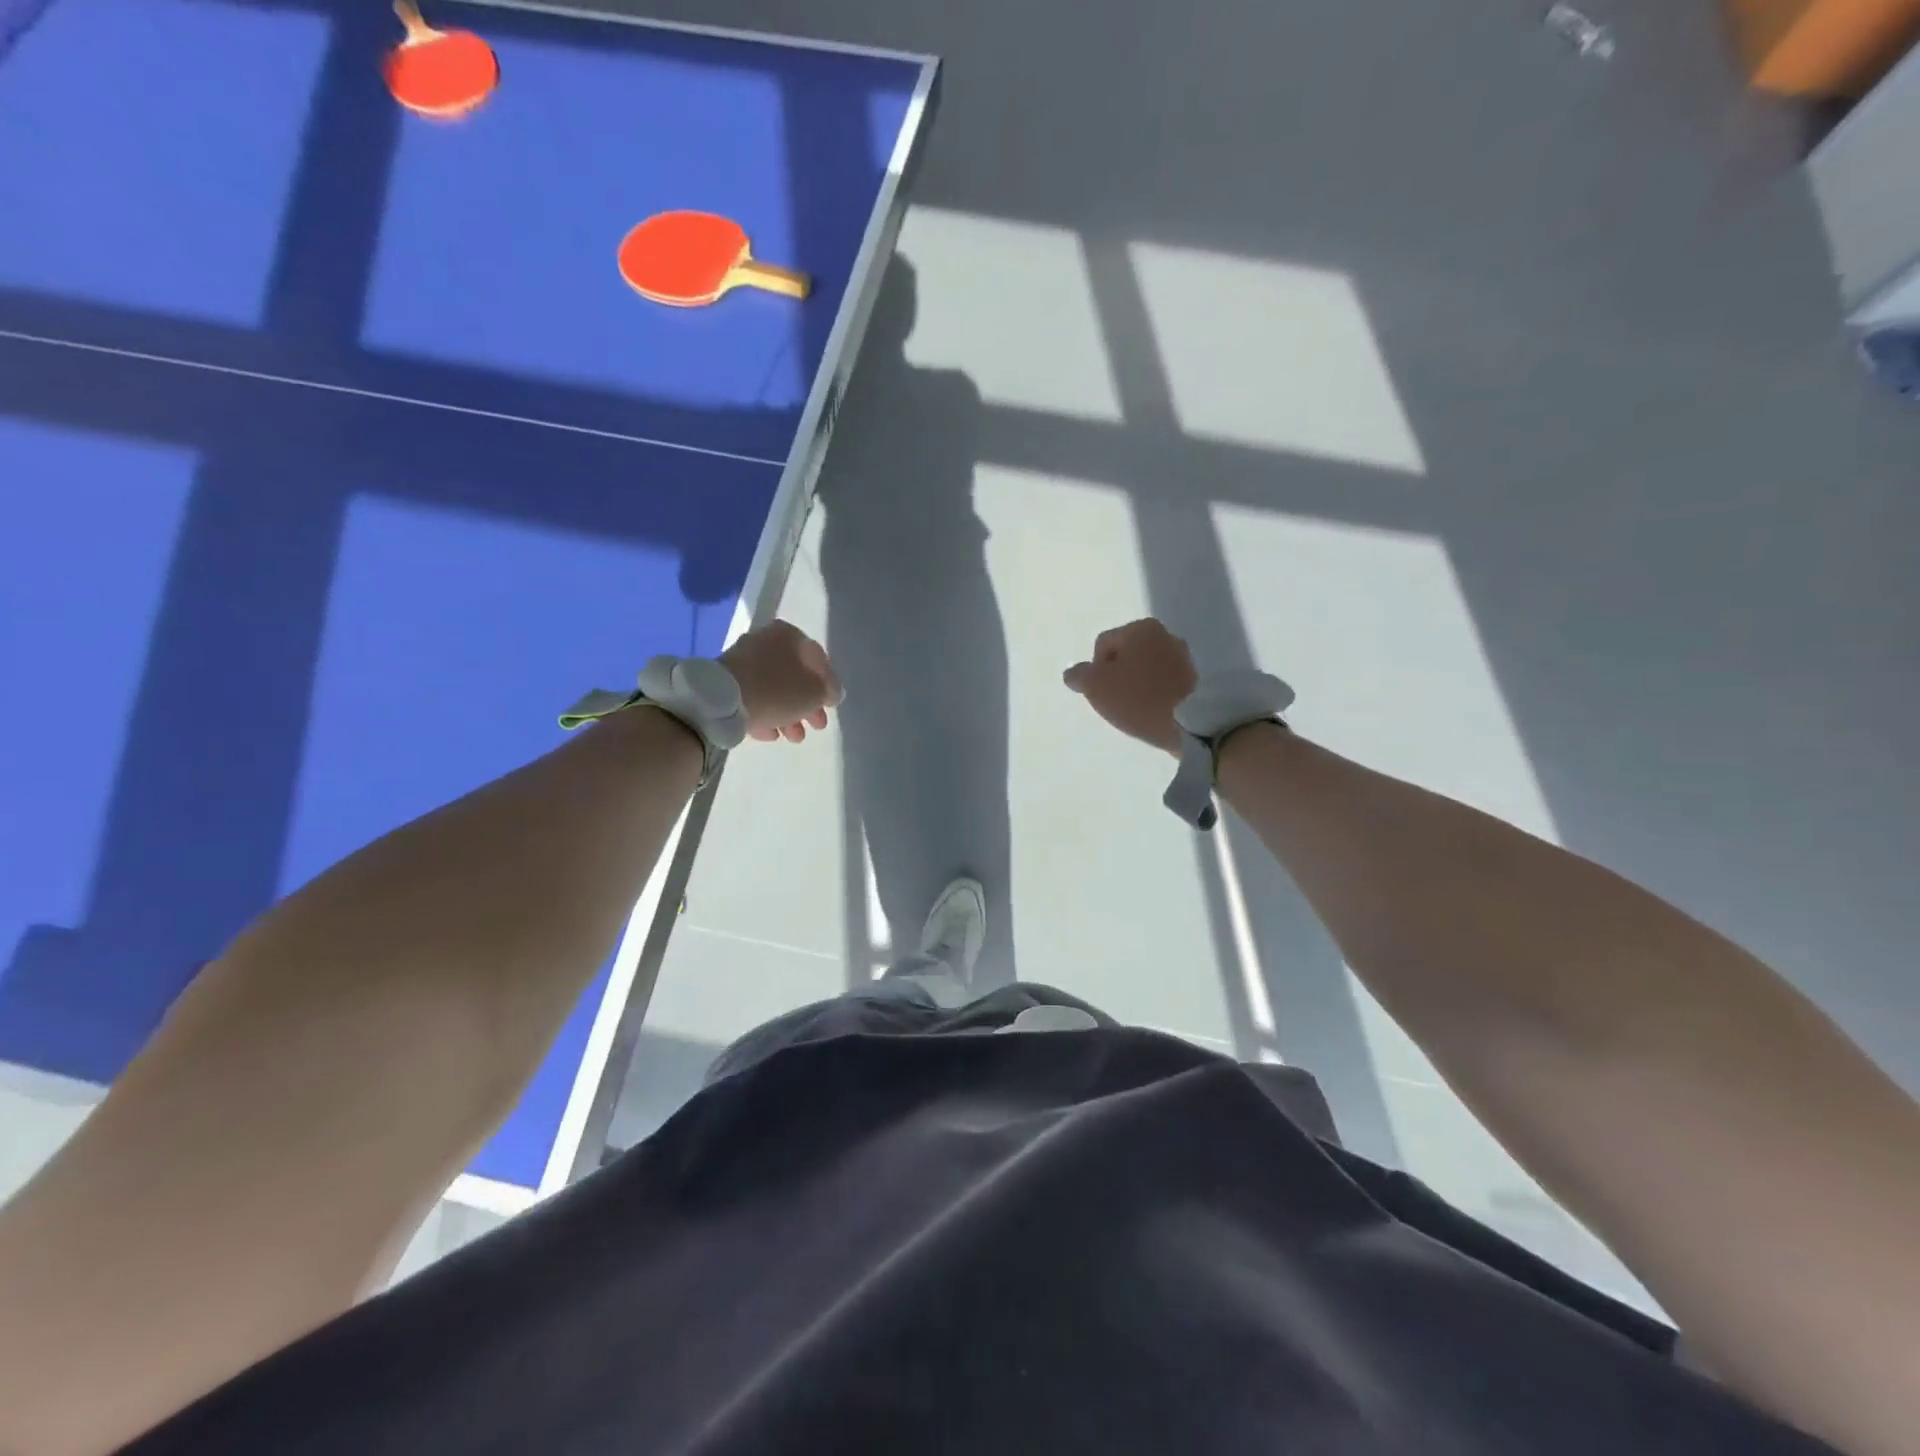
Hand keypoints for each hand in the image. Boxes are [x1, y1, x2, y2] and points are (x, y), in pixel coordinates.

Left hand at [721, 620, 843, 743]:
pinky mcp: (727, 681)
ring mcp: (744, 661)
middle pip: (795, 676)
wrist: (722, 701)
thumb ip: (828, 691)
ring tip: (794, 737)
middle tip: (817, 725)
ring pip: (775, 688)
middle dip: (808, 704)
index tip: (832, 705)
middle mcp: (766, 641)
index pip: (818, 659)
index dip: (829, 684)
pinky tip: (772, 734)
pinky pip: (755, 697)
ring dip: (789, 713)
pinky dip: (767, 713)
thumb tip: (831, 692)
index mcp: (788, 635)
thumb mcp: (814, 692)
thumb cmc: (777, 690)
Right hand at [1064, 619, 1197, 755]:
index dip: (1095, 670)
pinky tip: (1155, 711)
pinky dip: (1157, 693)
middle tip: (1117, 702)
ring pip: (1148, 668)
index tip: (1102, 693)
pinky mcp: (1199, 678)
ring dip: (1139, 684)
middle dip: (1119, 676)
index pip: (1103, 644)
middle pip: (1128, 655)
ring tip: (1137, 709)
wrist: (1193, 723)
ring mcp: (1186, 656)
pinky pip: (1166, 682)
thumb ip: (1079, 675)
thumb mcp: (1096, 686)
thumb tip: (1073, 673)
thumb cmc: (1138, 698)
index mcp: (1141, 628)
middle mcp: (1166, 634)